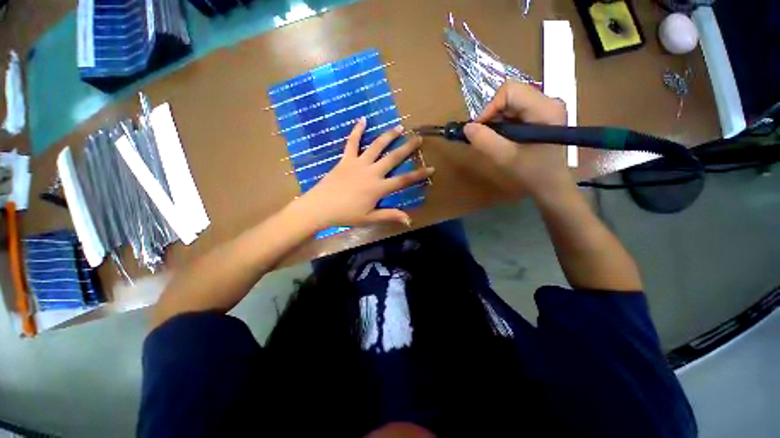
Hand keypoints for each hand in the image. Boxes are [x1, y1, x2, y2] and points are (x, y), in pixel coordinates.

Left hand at [296, 117, 433, 228]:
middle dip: (407, 148)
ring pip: (376, 146)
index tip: (431, 168)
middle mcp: (371, 172)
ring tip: (399, 127)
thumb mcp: (370, 218)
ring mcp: (358, 163)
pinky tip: (362, 119)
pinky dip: (357, 130)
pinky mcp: (346, 159)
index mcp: (379, 187)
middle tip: (418, 139)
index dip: (419, 175)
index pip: (404, 180)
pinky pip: (352, 142)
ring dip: (389, 135)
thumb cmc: (346, 214)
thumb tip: (409, 220)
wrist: (321, 207)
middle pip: (393, 158)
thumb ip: (390, 215)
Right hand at [463, 81, 573, 199]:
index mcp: (544, 108)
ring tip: (495, 139)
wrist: (551, 185)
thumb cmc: (531, 173)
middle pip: (511, 94)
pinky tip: (504, 138)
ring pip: (511, 102)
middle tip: (486, 136)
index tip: (480, 129)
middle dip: (493, 115)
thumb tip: (467, 127)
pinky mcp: (542, 115)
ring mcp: (547, 107)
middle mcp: (549, 101)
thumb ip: (484, 141)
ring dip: (497, 120)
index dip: (490, 108)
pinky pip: (516, 110)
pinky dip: (504, 123)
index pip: (509, 91)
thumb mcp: (504, 158)